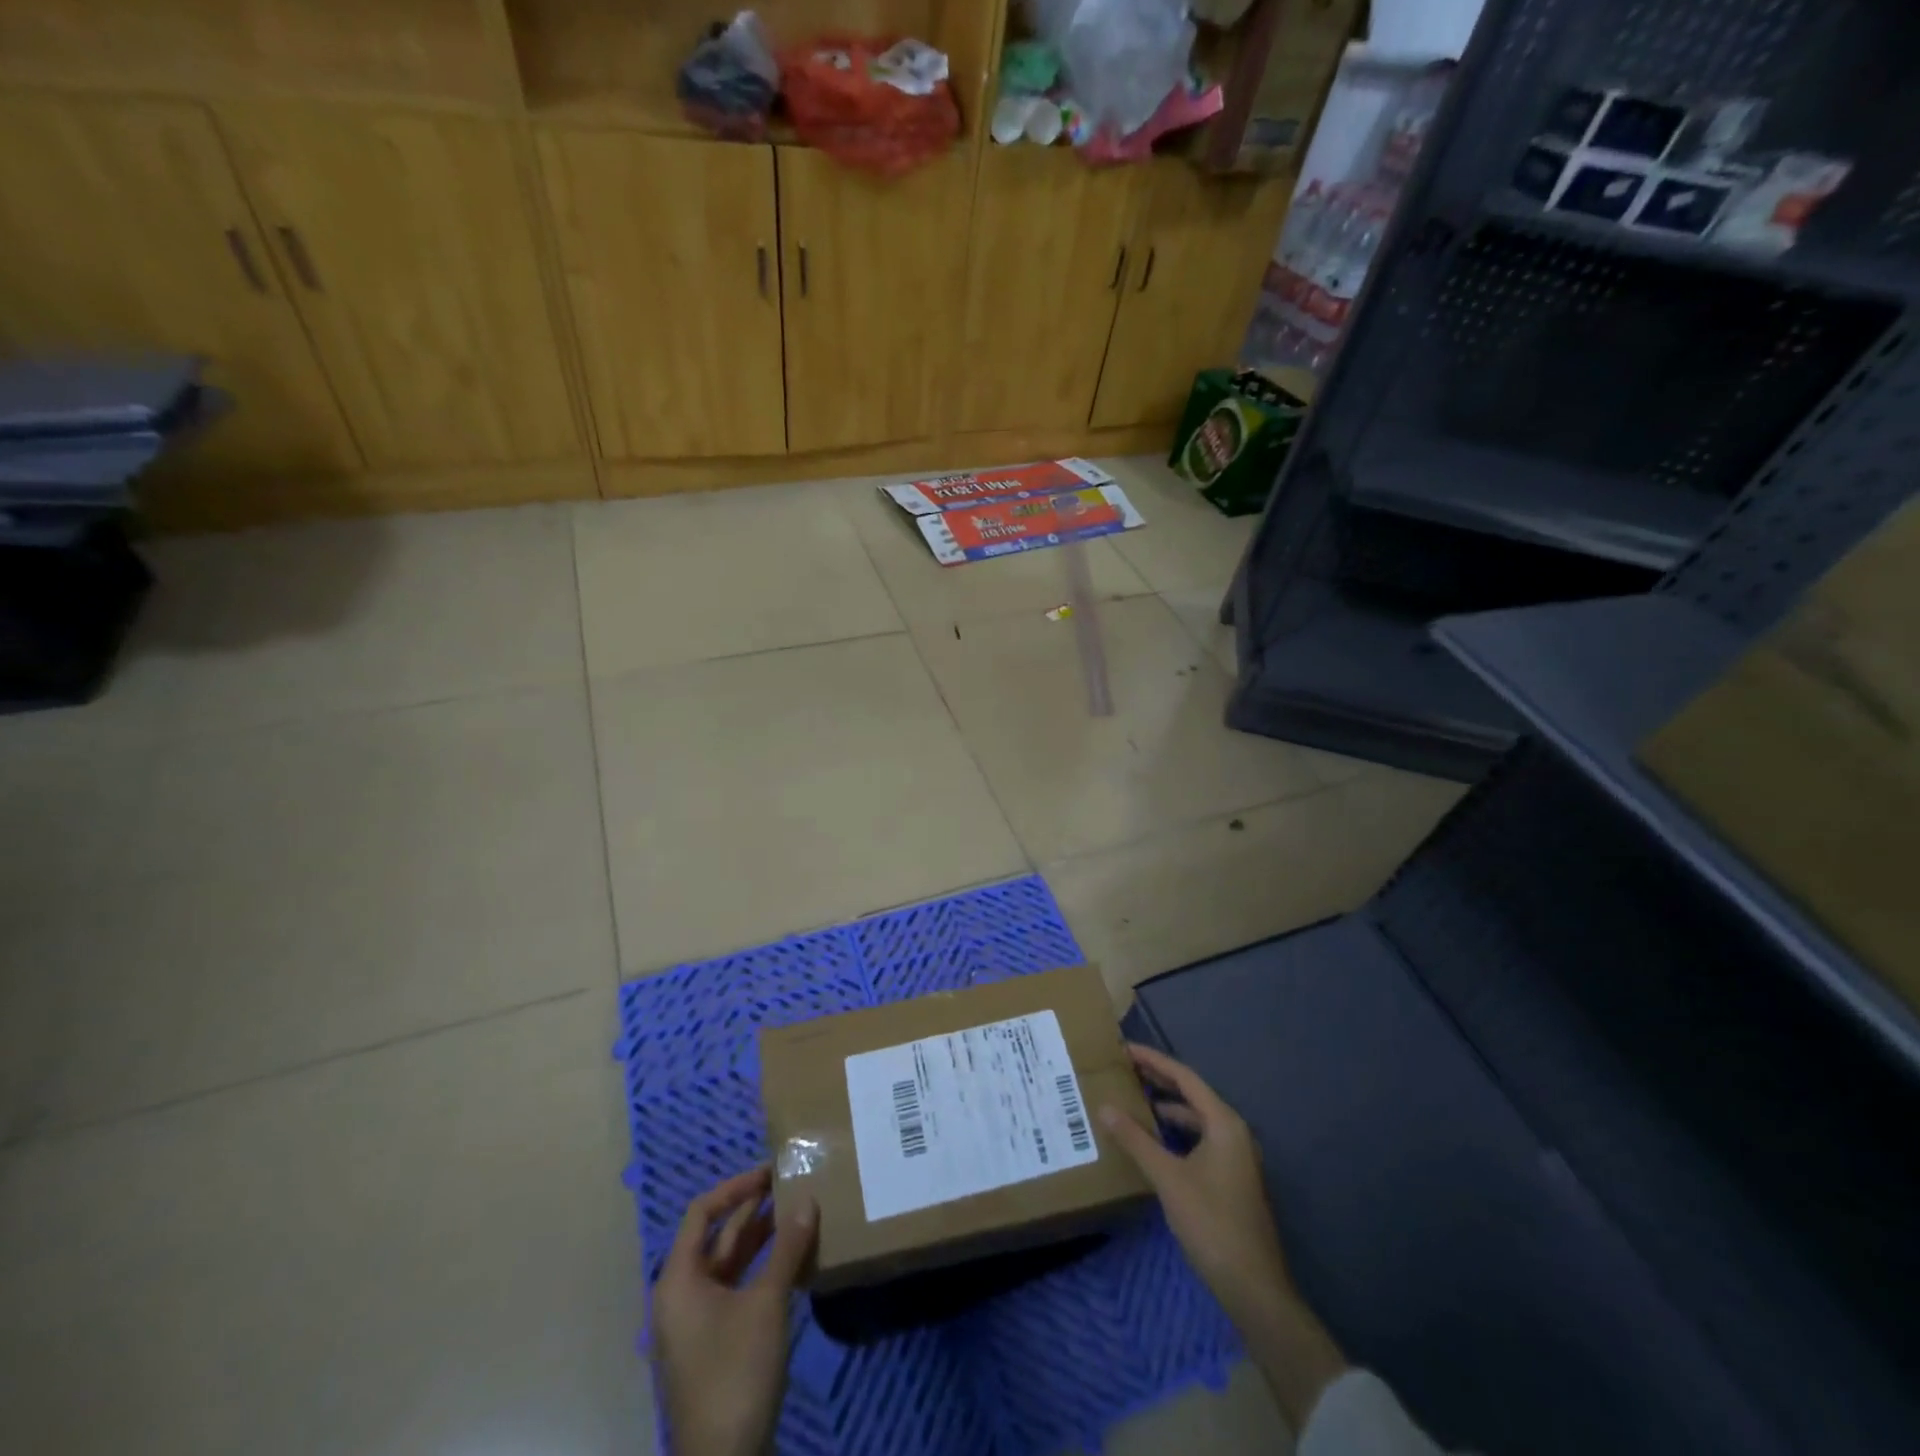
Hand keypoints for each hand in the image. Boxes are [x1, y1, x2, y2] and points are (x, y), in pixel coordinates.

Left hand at [652, 1167, 816, 1455]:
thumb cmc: (736, 1372)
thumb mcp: (767, 1303)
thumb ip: (787, 1248)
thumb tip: (808, 1200)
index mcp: (678, 1280)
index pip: (701, 1213)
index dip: (735, 1187)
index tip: (770, 1173)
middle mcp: (679, 1296)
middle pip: (715, 1238)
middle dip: (752, 1211)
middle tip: (790, 1187)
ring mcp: (694, 1325)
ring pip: (727, 1266)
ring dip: (759, 1240)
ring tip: (796, 1215)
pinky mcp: (711, 1347)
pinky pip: (734, 1291)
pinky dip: (759, 1271)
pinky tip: (790, 1263)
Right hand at [1100, 1044, 1346, 1429]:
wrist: (1253, 1286)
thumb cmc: (1212, 1223)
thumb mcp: (1168, 1178)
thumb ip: (1136, 1140)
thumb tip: (1104, 1107)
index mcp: (1224, 1123)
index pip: (1184, 1078)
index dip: (1154, 1061)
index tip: (1125, 1049)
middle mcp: (1233, 1132)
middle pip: (1192, 1095)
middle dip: (1159, 1081)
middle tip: (1124, 1069)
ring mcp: (1235, 1156)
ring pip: (1196, 1119)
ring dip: (1166, 1108)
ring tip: (1133, 1100)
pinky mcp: (1230, 1178)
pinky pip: (1199, 1139)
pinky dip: (1175, 1132)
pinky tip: (1154, 1140)